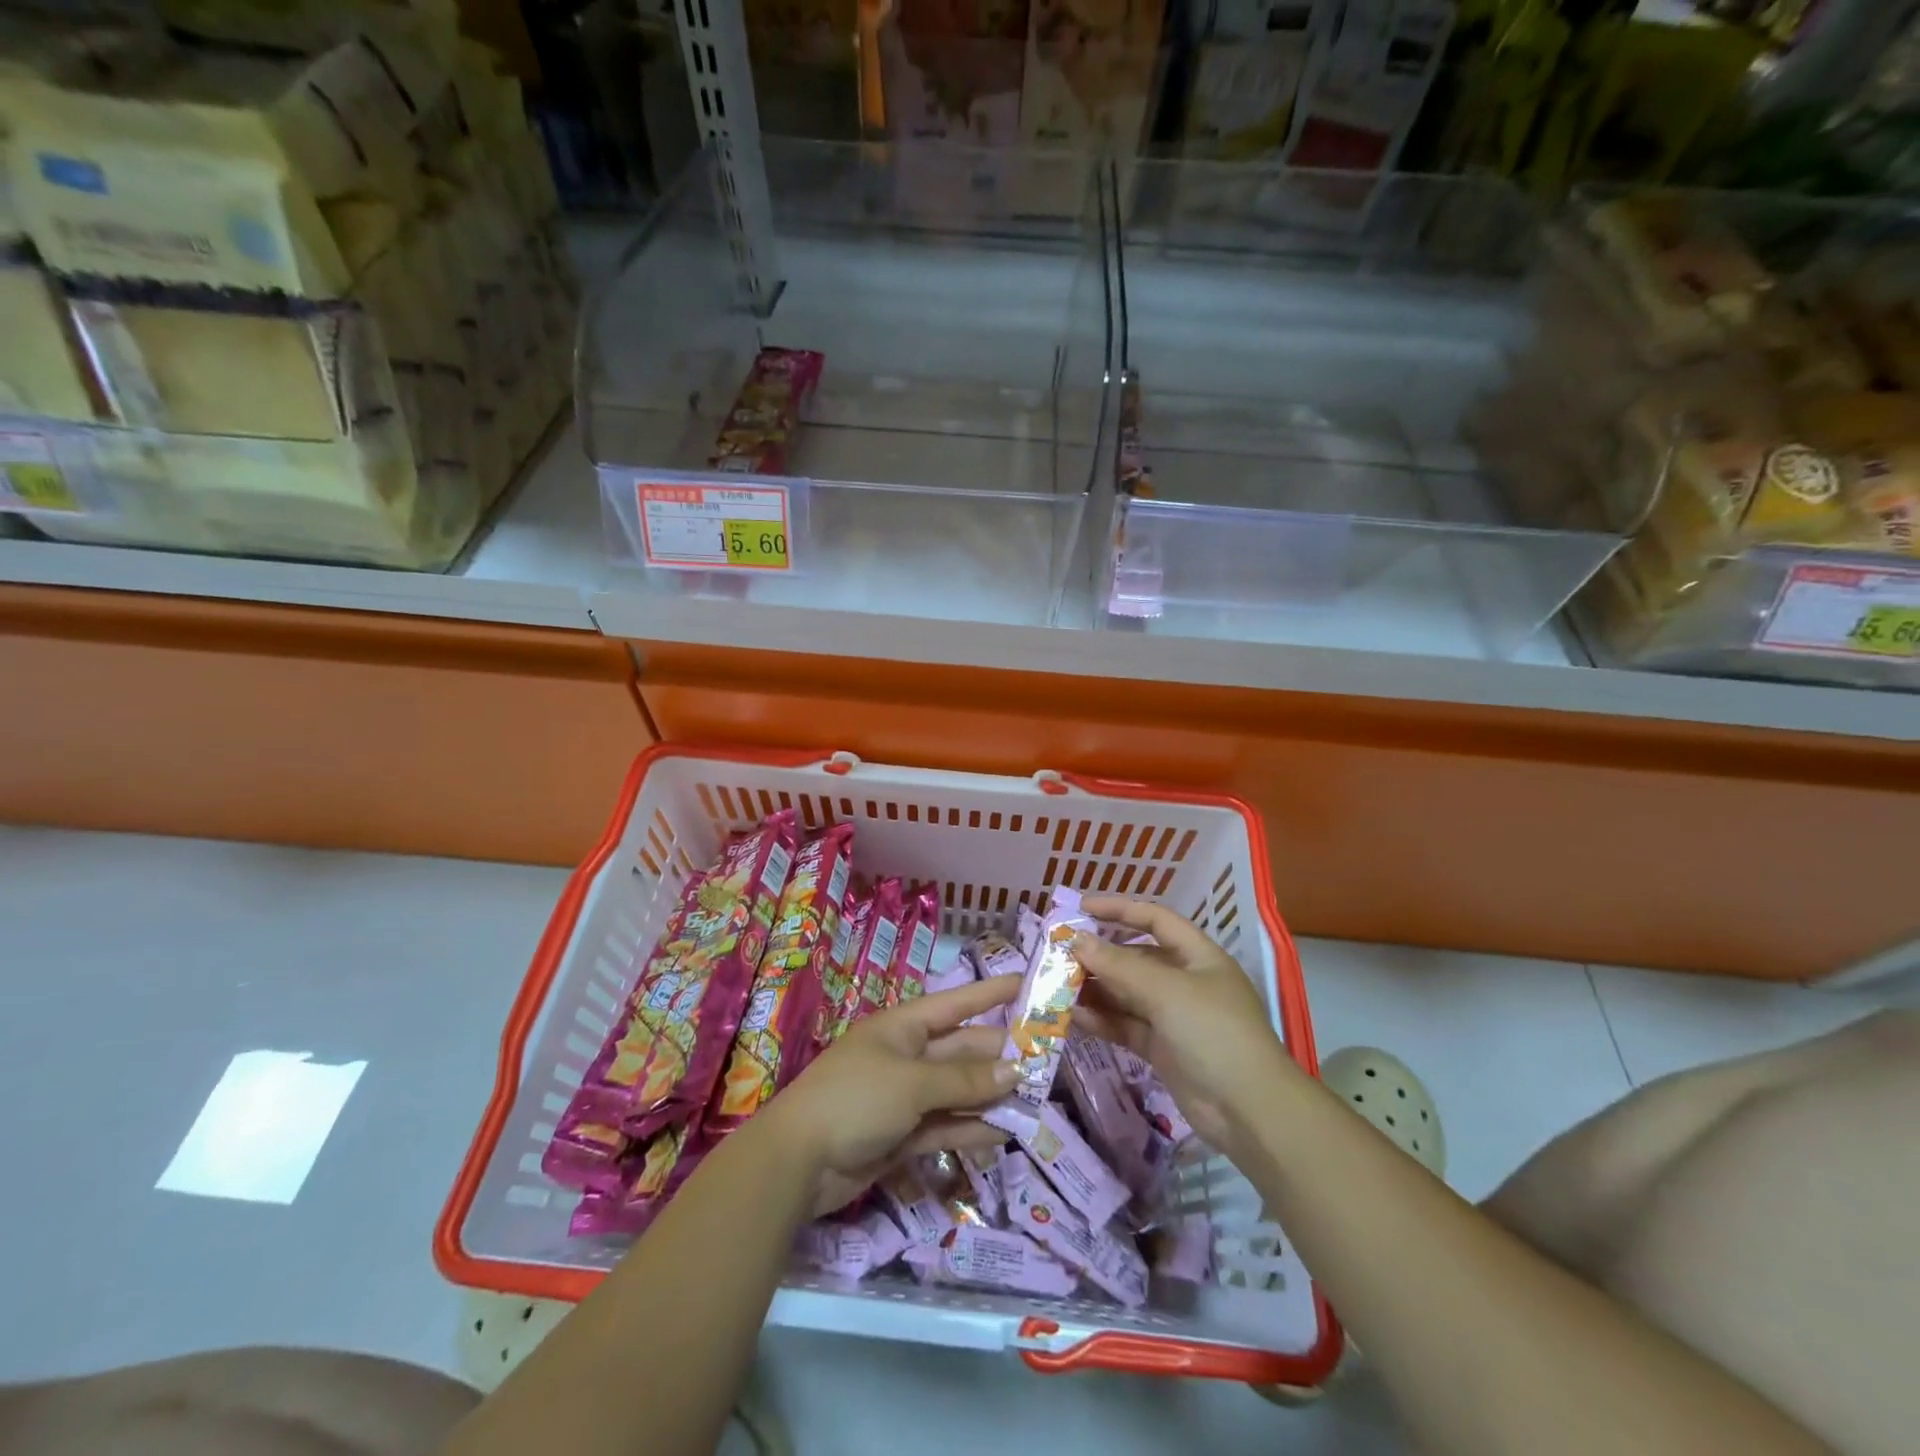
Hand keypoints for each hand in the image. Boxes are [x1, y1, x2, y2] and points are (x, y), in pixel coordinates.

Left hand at [762, 975, 1020, 1214]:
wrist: (798, 1161)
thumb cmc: (855, 1099)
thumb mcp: (913, 1082)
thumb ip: (964, 1079)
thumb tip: (1015, 1069)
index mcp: (905, 1027)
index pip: (958, 1003)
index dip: (992, 992)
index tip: (1030, 984)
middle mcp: (908, 1056)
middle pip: (962, 1050)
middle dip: (1001, 1055)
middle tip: (1048, 1062)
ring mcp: (904, 1097)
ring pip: (957, 1090)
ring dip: (991, 1095)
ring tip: (1035, 1101)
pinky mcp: (902, 1135)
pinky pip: (944, 1125)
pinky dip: (970, 1128)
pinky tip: (1003, 1133)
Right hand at [1072, 896, 1299, 1161]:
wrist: (1250, 1111)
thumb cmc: (1214, 1032)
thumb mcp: (1166, 991)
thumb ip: (1118, 965)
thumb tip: (1076, 940)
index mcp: (1198, 956)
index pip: (1155, 919)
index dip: (1120, 909)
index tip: (1081, 907)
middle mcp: (1185, 981)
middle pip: (1136, 958)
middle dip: (1100, 954)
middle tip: (1059, 952)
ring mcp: (1174, 1017)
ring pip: (1127, 994)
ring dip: (1095, 988)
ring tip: (1057, 984)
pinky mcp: (1163, 1049)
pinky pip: (1126, 1025)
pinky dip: (1102, 1020)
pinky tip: (1073, 1017)